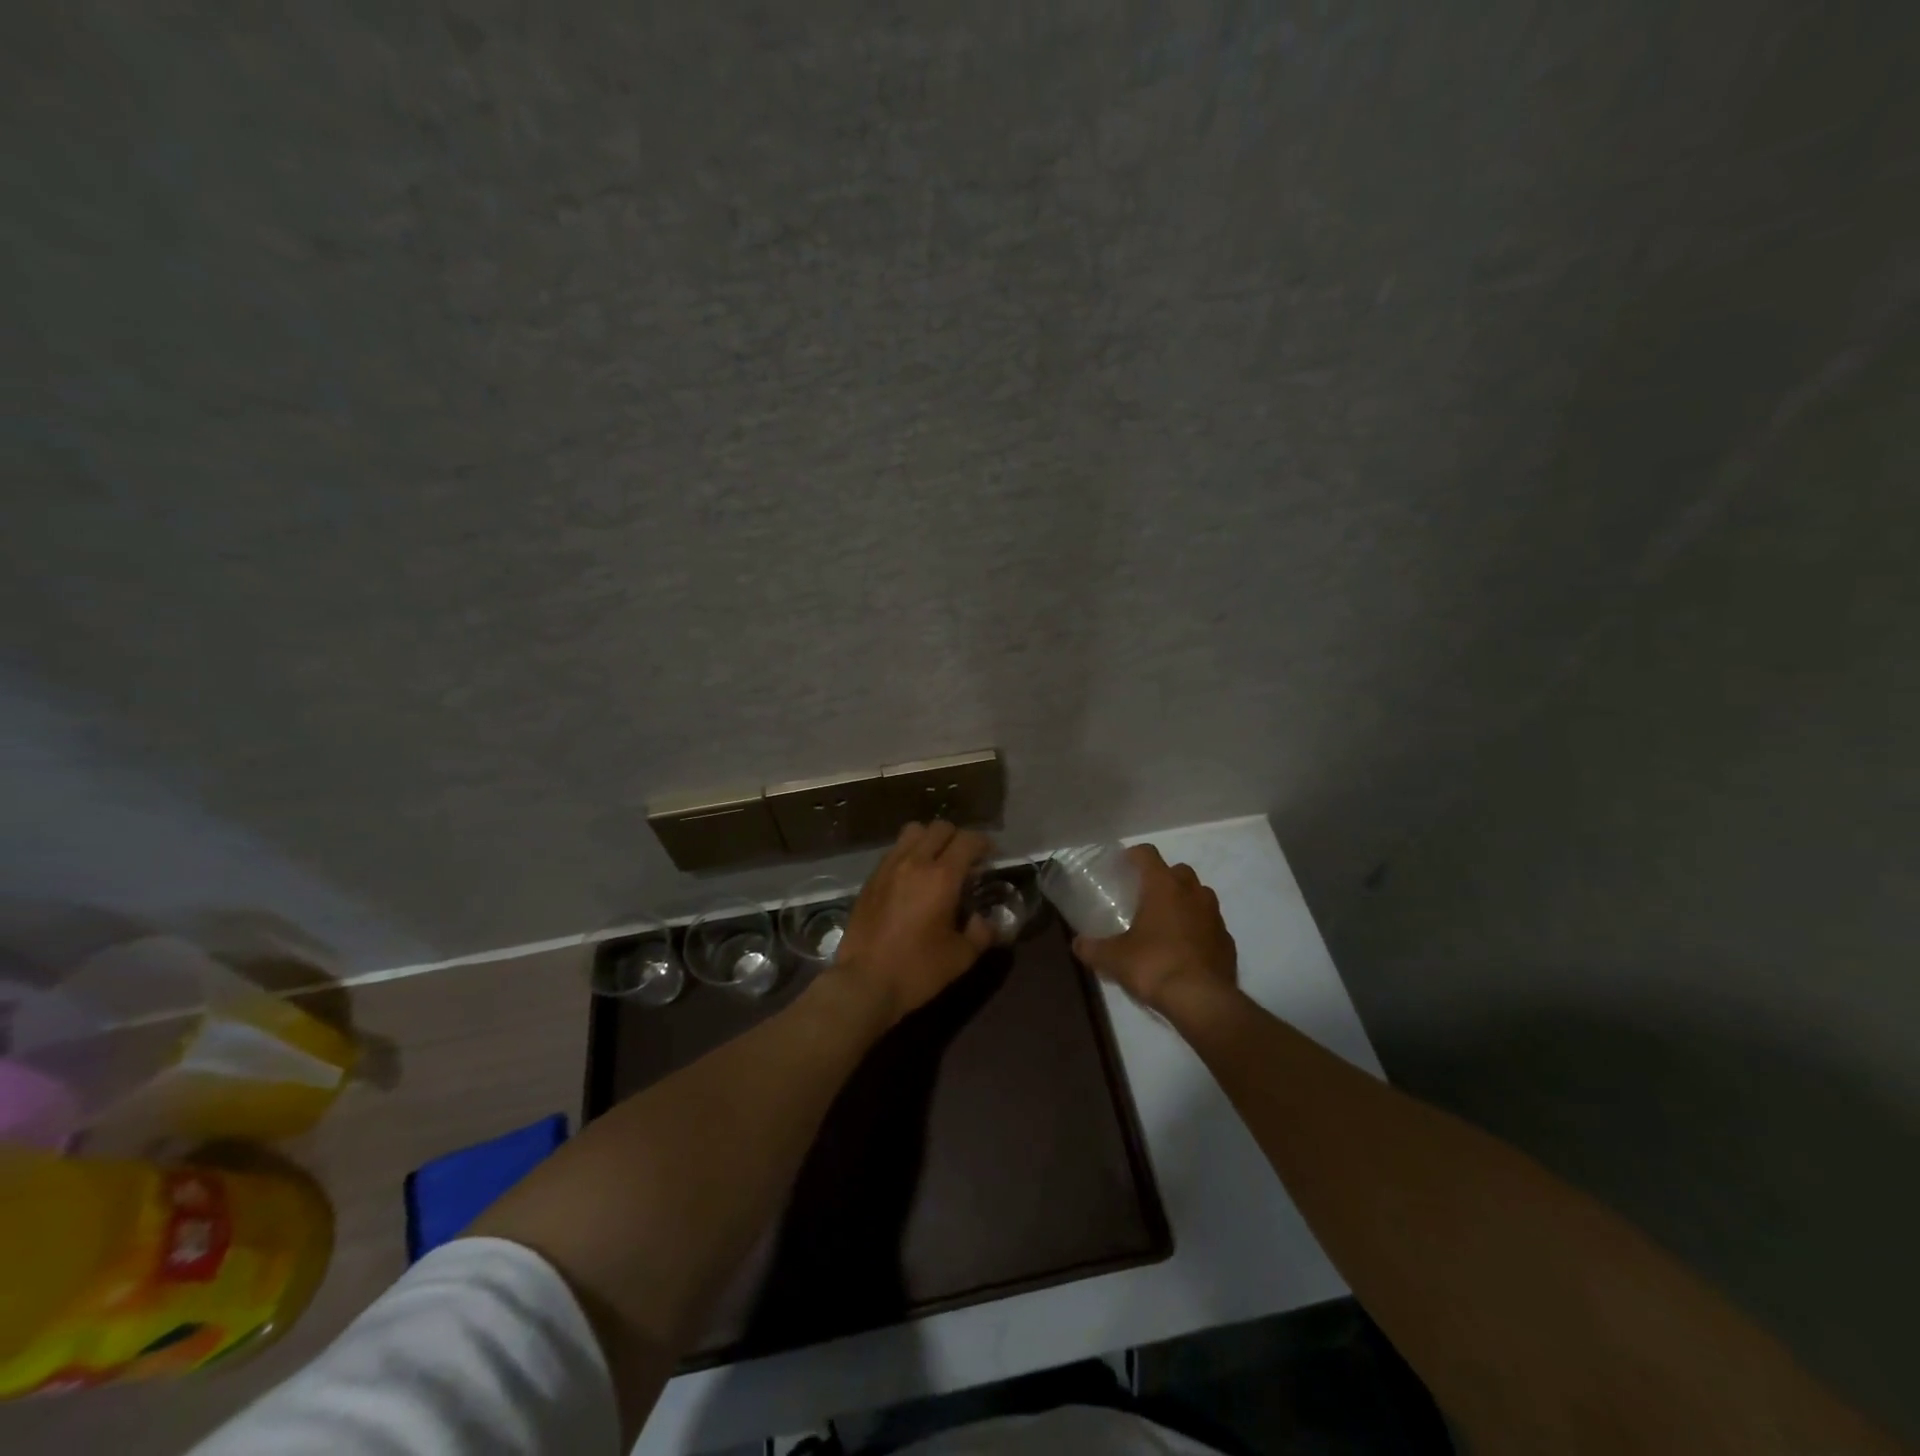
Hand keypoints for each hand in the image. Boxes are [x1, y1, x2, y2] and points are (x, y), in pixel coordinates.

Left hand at [831, 821, 995, 1025]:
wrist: (864, 982)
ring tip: (936, 863)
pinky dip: (909, 854)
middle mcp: (914, 862)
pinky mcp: (871, 879)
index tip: (991, 857)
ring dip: (930, 840)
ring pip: (913, 832)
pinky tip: (911, 880)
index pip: (968, 840)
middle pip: (940, 828)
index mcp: (942, 877)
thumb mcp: (961, 957)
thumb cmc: (918, 969)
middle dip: (958, 838)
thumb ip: (981, 932)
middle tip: (965, 860)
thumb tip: (984, 920)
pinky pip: (894, 851)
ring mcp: (888, 868)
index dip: (984, 843)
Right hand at [1071, 844, 1237, 1013]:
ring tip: (1167, 922)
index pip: (1148, 854)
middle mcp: (1192, 893)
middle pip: (1179, 871)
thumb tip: (1077, 944)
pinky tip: (1186, 948)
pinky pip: (1211, 925)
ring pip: (1200, 895)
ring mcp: (1214, 916)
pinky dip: (1199, 929)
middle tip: (1145, 897)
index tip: (1123, 865)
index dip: (1134, 855)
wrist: (1202, 1000)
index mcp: (1163, 886)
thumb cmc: (1154, 966)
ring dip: (1185, 901)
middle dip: (1163, 878)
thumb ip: (1092, 948)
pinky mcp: (1227, 941)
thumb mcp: (1114, 958)